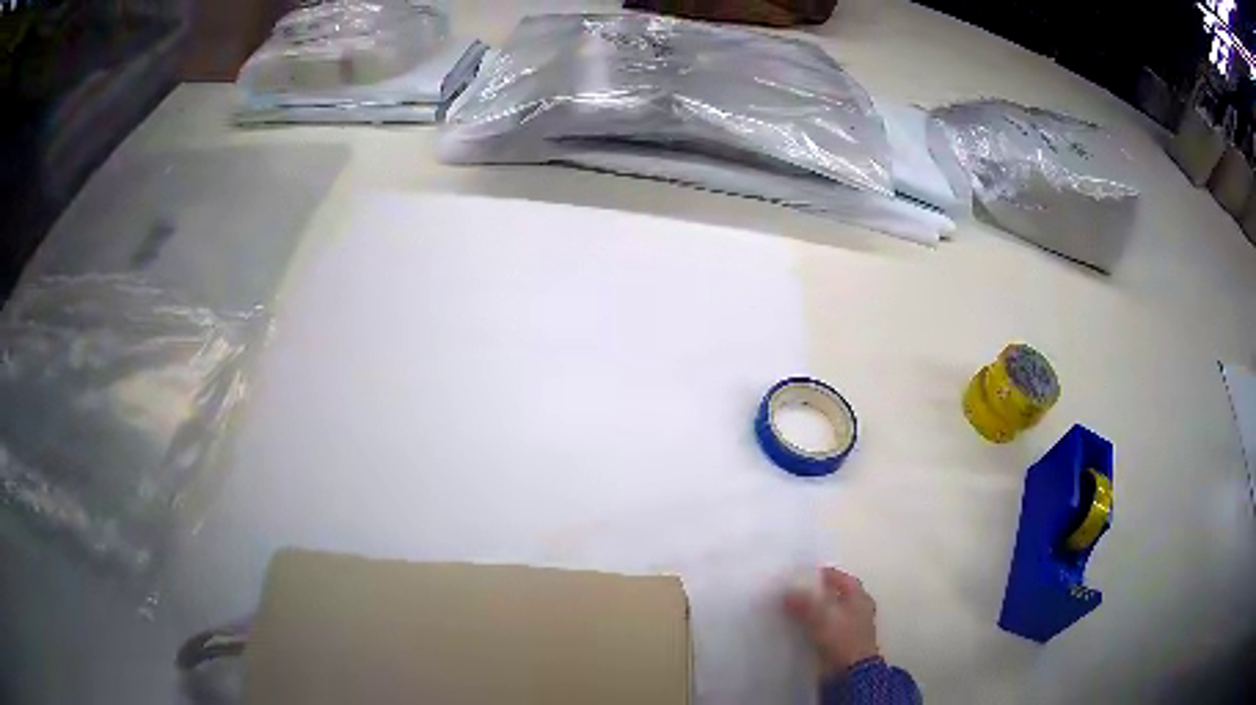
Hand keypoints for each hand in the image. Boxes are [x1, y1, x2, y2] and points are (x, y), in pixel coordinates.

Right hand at [783, 567, 879, 677]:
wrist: (849, 673)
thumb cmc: (842, 639)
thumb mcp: (821, 617)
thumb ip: (804, 603)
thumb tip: (786, 591)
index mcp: (860, 598)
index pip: (843, 579)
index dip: (825, 575)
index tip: (805, 574)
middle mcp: (858, 610)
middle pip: (836, 596)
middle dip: (817, 593)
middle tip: (795, 590)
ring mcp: (850, 629)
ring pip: (829, 613)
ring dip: (813, 611)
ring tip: (791, 608)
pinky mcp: (840, 644)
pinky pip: (824, 629)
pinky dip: (812, 626)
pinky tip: (797, 628)